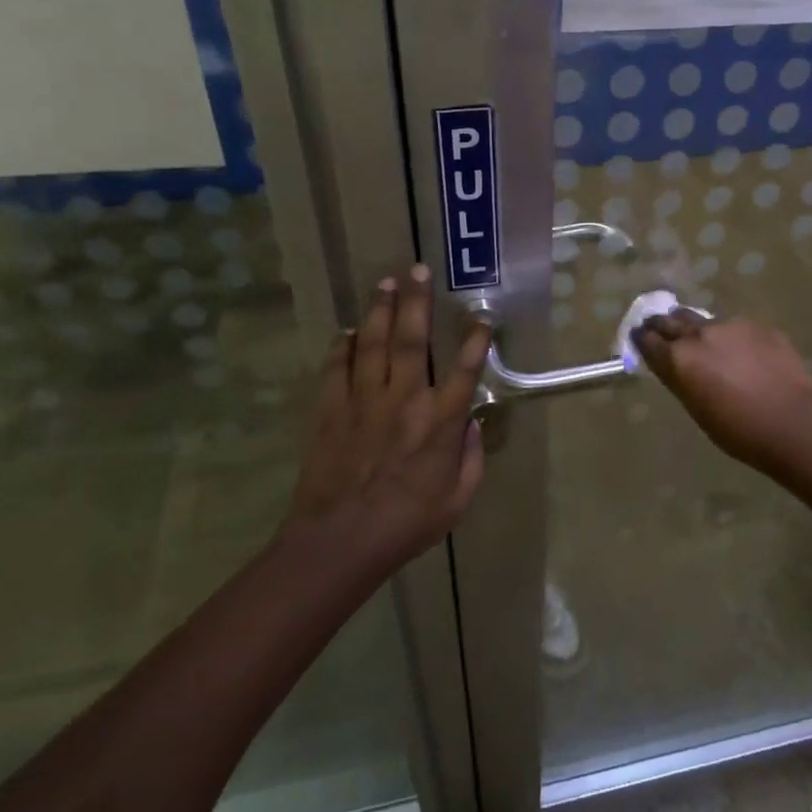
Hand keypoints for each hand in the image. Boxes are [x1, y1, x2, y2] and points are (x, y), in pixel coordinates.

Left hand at [288, 265, 491, 573]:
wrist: (341, 542)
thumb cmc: (407, 524)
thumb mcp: (457, 500)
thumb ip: (470, 458)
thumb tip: (471, 423)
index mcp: (439, 421)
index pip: (465, 369)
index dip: (476, 339)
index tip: (481, 316)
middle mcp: (404, 399)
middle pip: (411, 338)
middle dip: (417, 301)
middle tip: (417, 269)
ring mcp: (363, 400)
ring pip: (372, 342)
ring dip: (379, 309)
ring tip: (385, 282)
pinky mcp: (331, 409)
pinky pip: (337, 367)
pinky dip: (342, 345)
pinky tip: (347, 330)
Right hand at [631, 311, 811, 472]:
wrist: (794, 422)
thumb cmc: (739, 430)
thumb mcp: (697, 409)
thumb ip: (681, 380)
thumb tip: (674, 366)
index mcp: (679, 358)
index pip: (648, 340)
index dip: (641, 340)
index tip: (639, 339)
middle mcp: (700, 334)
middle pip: (671, 320)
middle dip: (662, 325)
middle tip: (659, 330)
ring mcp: (732, 326)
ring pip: (704, 321)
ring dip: (697, 330)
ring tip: (703, 342)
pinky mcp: (760, 326)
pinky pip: (736, 328)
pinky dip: (731, 338)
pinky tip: (743, 354)